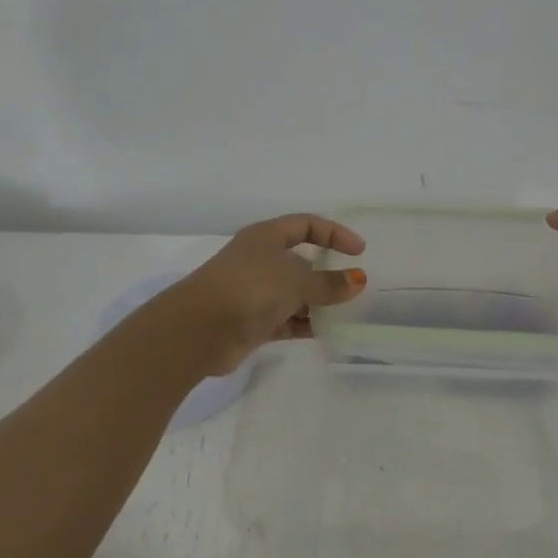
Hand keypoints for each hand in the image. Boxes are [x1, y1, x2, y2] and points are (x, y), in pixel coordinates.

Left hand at [169, 214, 367, 373]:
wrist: (198, 330)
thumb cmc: (249, 289)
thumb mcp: (296, 281)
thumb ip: (328, 283)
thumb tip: (358, 280)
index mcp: (266, 237)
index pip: (306, 225)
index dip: (334, 233)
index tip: (359, 251)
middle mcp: (260, 260)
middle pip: (301, 261)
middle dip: (327, 273)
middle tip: (355, 287)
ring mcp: (254, 292)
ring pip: (295, 293)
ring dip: (318, 303)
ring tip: (346, 314)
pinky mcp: (252, 322)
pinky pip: (287, 320)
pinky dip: (305, 324)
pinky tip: (327, 332)